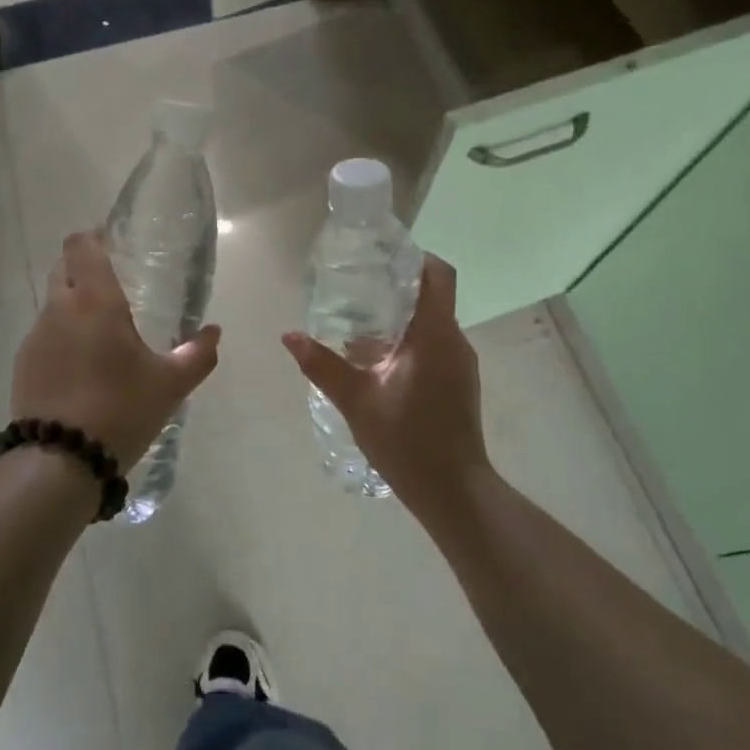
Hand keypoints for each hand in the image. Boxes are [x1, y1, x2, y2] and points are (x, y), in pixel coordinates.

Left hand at [12, 232, 221, 470]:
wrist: (60, 461)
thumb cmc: (121, 409)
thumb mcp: (170, 384)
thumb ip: (197, 354)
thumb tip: (215, 333)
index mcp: (95, 299)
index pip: (81, 245)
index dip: (94, 238)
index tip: (113, 246)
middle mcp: (59, 308)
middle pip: (63, 267)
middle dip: (83, 267)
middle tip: (113, 287)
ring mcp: (36, 336)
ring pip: (53, 302)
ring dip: (72, 305)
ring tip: (99, 334)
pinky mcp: (23, 364)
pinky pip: (44, 334)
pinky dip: (61, 337)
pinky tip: (80, 366)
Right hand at [281, 253, 490, 520]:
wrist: (454, 493)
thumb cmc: (408, 441)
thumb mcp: (357, 401)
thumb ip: (323, 366)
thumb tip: (290, 336)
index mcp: (435, 335)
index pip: (438, 275)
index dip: (415, 257)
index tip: (382, 256)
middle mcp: (453, 341)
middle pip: (431, 296)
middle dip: (397, 287)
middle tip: (357, 286)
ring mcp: (460, 364)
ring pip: (432, 323)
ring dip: (400, 318)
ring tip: (359, 323)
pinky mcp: (458, 383)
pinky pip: (434, 346)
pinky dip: (408, 341)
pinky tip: (377, 361)